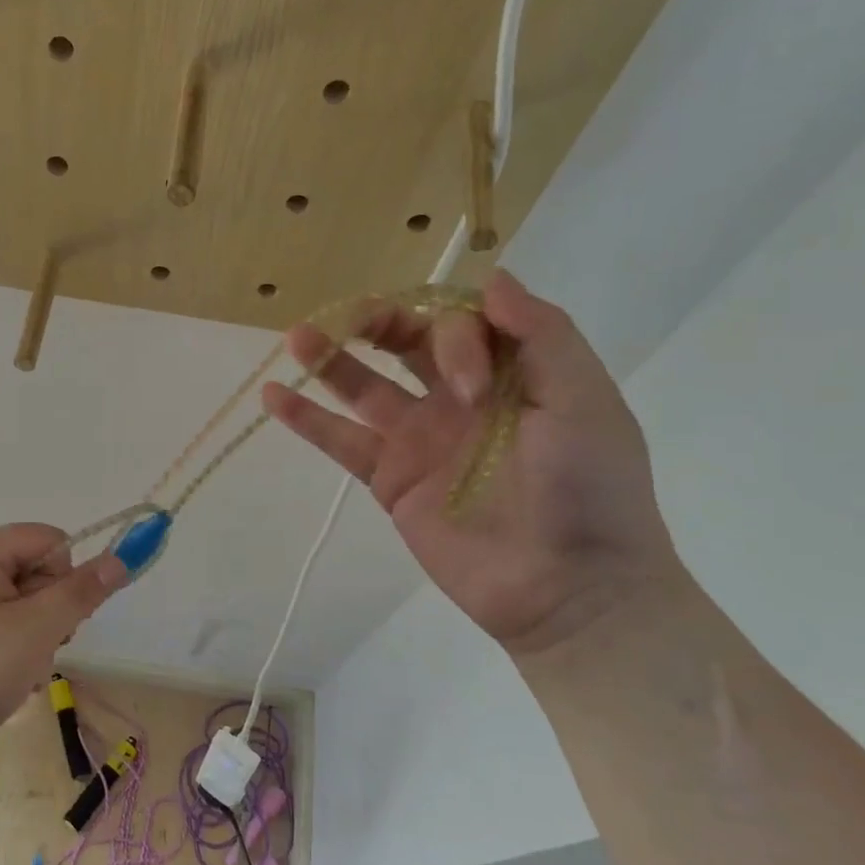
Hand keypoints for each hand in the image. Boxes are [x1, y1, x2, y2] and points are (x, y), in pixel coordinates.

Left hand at [0, 525, 126, 768]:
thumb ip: (81, 592)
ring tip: (17, 674)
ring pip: (29, 611)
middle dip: (51, 617)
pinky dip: (16, 659)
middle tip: (35, 650)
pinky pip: (7, 635)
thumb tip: (121, 558)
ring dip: (37, 645)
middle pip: (41, 576)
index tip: (58, 618)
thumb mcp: (36, 628)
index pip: (53, 542)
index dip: (66, 578)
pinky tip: (4, 685)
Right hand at [262, 270, 678, 657]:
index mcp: (509, 373)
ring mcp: (419, 439)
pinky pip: (342, 441)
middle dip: (378, 321)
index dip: (452, 336)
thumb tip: (493, 277)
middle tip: (349, 317)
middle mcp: (458, 397)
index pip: (461, 323)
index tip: (468, 387)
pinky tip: (274, 396)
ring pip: (364, 387)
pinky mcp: (389, 479)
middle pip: (407, 342)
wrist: (569, 587)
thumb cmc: (589, 489)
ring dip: (330, 359)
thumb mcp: (583, 400)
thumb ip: (543, 335)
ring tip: (296, 336)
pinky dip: (307, 420)